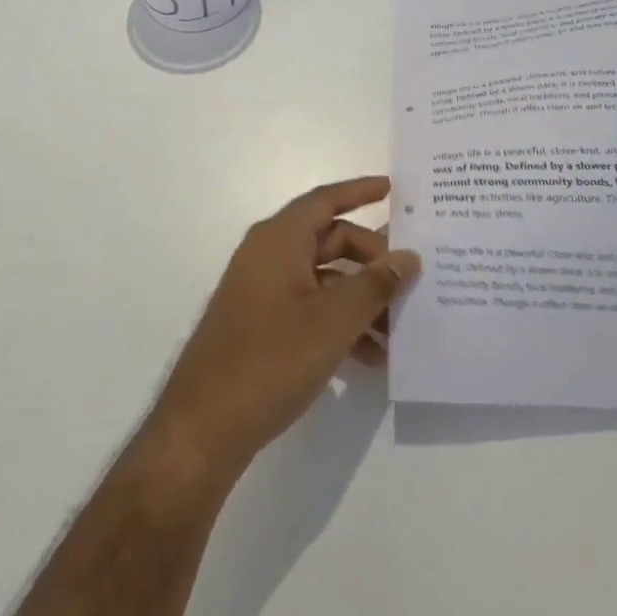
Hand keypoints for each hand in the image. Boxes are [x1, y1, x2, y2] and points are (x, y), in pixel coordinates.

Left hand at [147, 178, 420, 476]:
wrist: (205, 426)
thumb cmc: (271, 358)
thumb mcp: (334, 320)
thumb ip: (375, 285)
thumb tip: (408, 257)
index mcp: (279, 240)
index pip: (325, 200)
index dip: (360, 191)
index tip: (394, 189)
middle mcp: (268, 256)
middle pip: (330, 240)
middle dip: (372, 259)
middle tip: (411, 281)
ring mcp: (263, 292)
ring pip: (324, 280)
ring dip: (361, 299)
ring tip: (401, 329)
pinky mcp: (262, 325)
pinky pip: (310, 309)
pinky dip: (341, 323)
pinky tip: (373, 357)